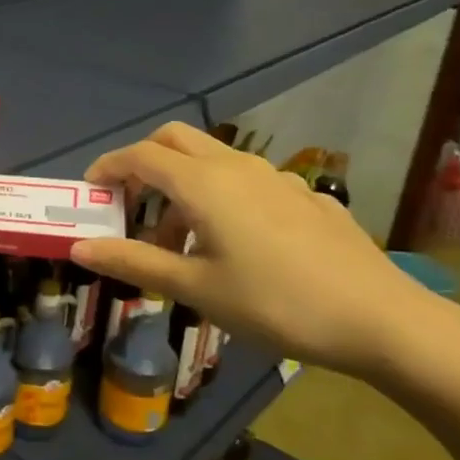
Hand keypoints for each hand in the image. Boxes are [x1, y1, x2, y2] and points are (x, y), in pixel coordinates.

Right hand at [70, 123, 453, 379]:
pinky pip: (246, 182)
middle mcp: (237, 167)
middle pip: (174, 140)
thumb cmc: (274, 303)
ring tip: (178, 242)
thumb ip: (133, 261)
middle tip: (129, 205)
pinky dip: (220, 197)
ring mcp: (277, 178)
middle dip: (142, 163)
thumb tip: (78, 247)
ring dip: (181, 185)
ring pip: (212, 161)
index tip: (89, 192)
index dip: (107, 168)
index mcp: (203, 183)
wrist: (381, 320)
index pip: (139, 156)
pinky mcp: (305, 198)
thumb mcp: (194, 288)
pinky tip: (235, 245)